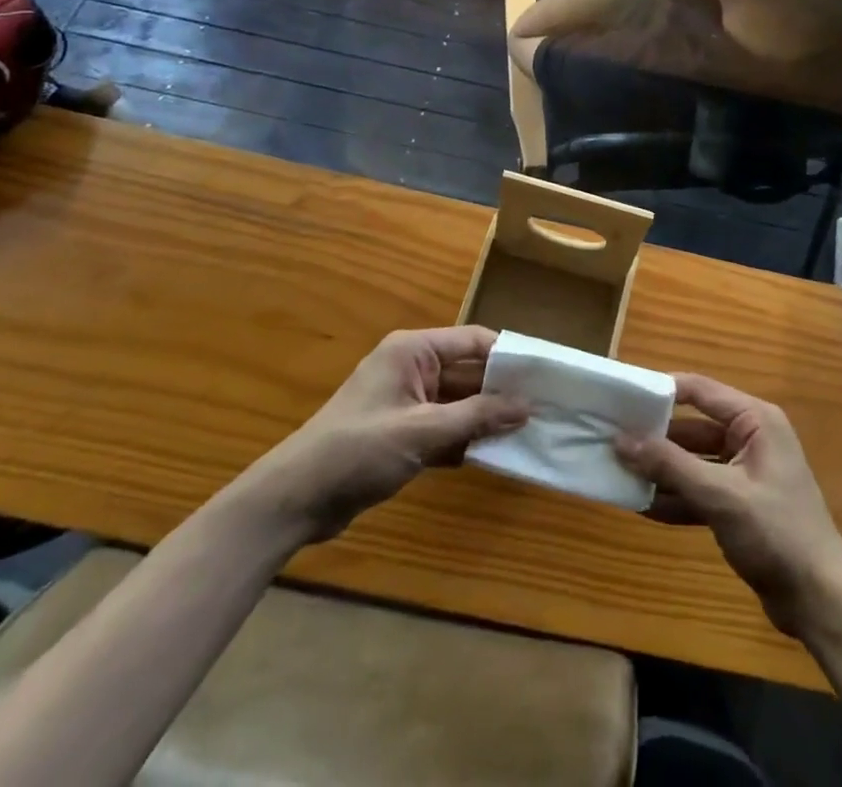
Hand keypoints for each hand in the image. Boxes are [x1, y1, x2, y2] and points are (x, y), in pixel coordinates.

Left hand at [251, 327, 527, 541]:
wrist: (295, 499)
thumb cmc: (359, 450)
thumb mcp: (423, 432)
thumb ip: (477, 417)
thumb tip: (527, 405)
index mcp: (414, 350)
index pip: (474, 341)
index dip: (509, 357)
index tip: (545, 375)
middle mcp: (412, 367)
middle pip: (468, 371)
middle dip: (501, 391)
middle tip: (544, 408)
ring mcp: (406, 401)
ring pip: (459, 402)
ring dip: (485, 418)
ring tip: (529, 431)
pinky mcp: (402, 432)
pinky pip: (445, 427)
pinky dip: (465, 438)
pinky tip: (494, 454)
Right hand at [617, 374, 841, 637]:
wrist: (821, 601)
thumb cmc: (776, 532)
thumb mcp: (720, 495)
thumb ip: (670, 466)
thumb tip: (620, 440)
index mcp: (755, 420)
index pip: (699, 390)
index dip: (660, 391)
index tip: (622, 397)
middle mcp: (750, 437)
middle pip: (693, 426)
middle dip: (655, 437)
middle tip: (611, 439)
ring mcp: (744, 472)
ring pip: (693, 460)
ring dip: (661, 470)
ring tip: (618, 472)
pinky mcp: (739, 504)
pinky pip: (699, 490)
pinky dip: (675, 497)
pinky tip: (641, 506)